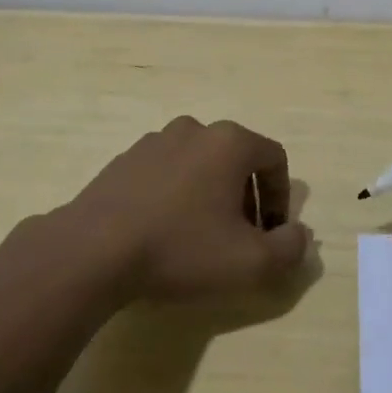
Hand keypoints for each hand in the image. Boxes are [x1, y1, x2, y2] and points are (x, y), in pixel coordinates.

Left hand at [66, 116, 311, 301]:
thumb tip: (299, 235)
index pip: (274, 159)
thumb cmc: (181, 249)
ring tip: (199, 237)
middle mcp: (194, 129)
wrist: (92, 251)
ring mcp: (153, 141)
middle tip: (239, 238)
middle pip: (236, 159)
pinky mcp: (123, 160)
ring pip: (199, 164)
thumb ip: (290, 249)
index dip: (281, 197)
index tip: (272, 233)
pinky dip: (175, 195)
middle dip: (246, 197)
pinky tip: (162, 232)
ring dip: (210, 195)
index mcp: (229, 142)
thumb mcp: (251, 263)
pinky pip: (165, 173)